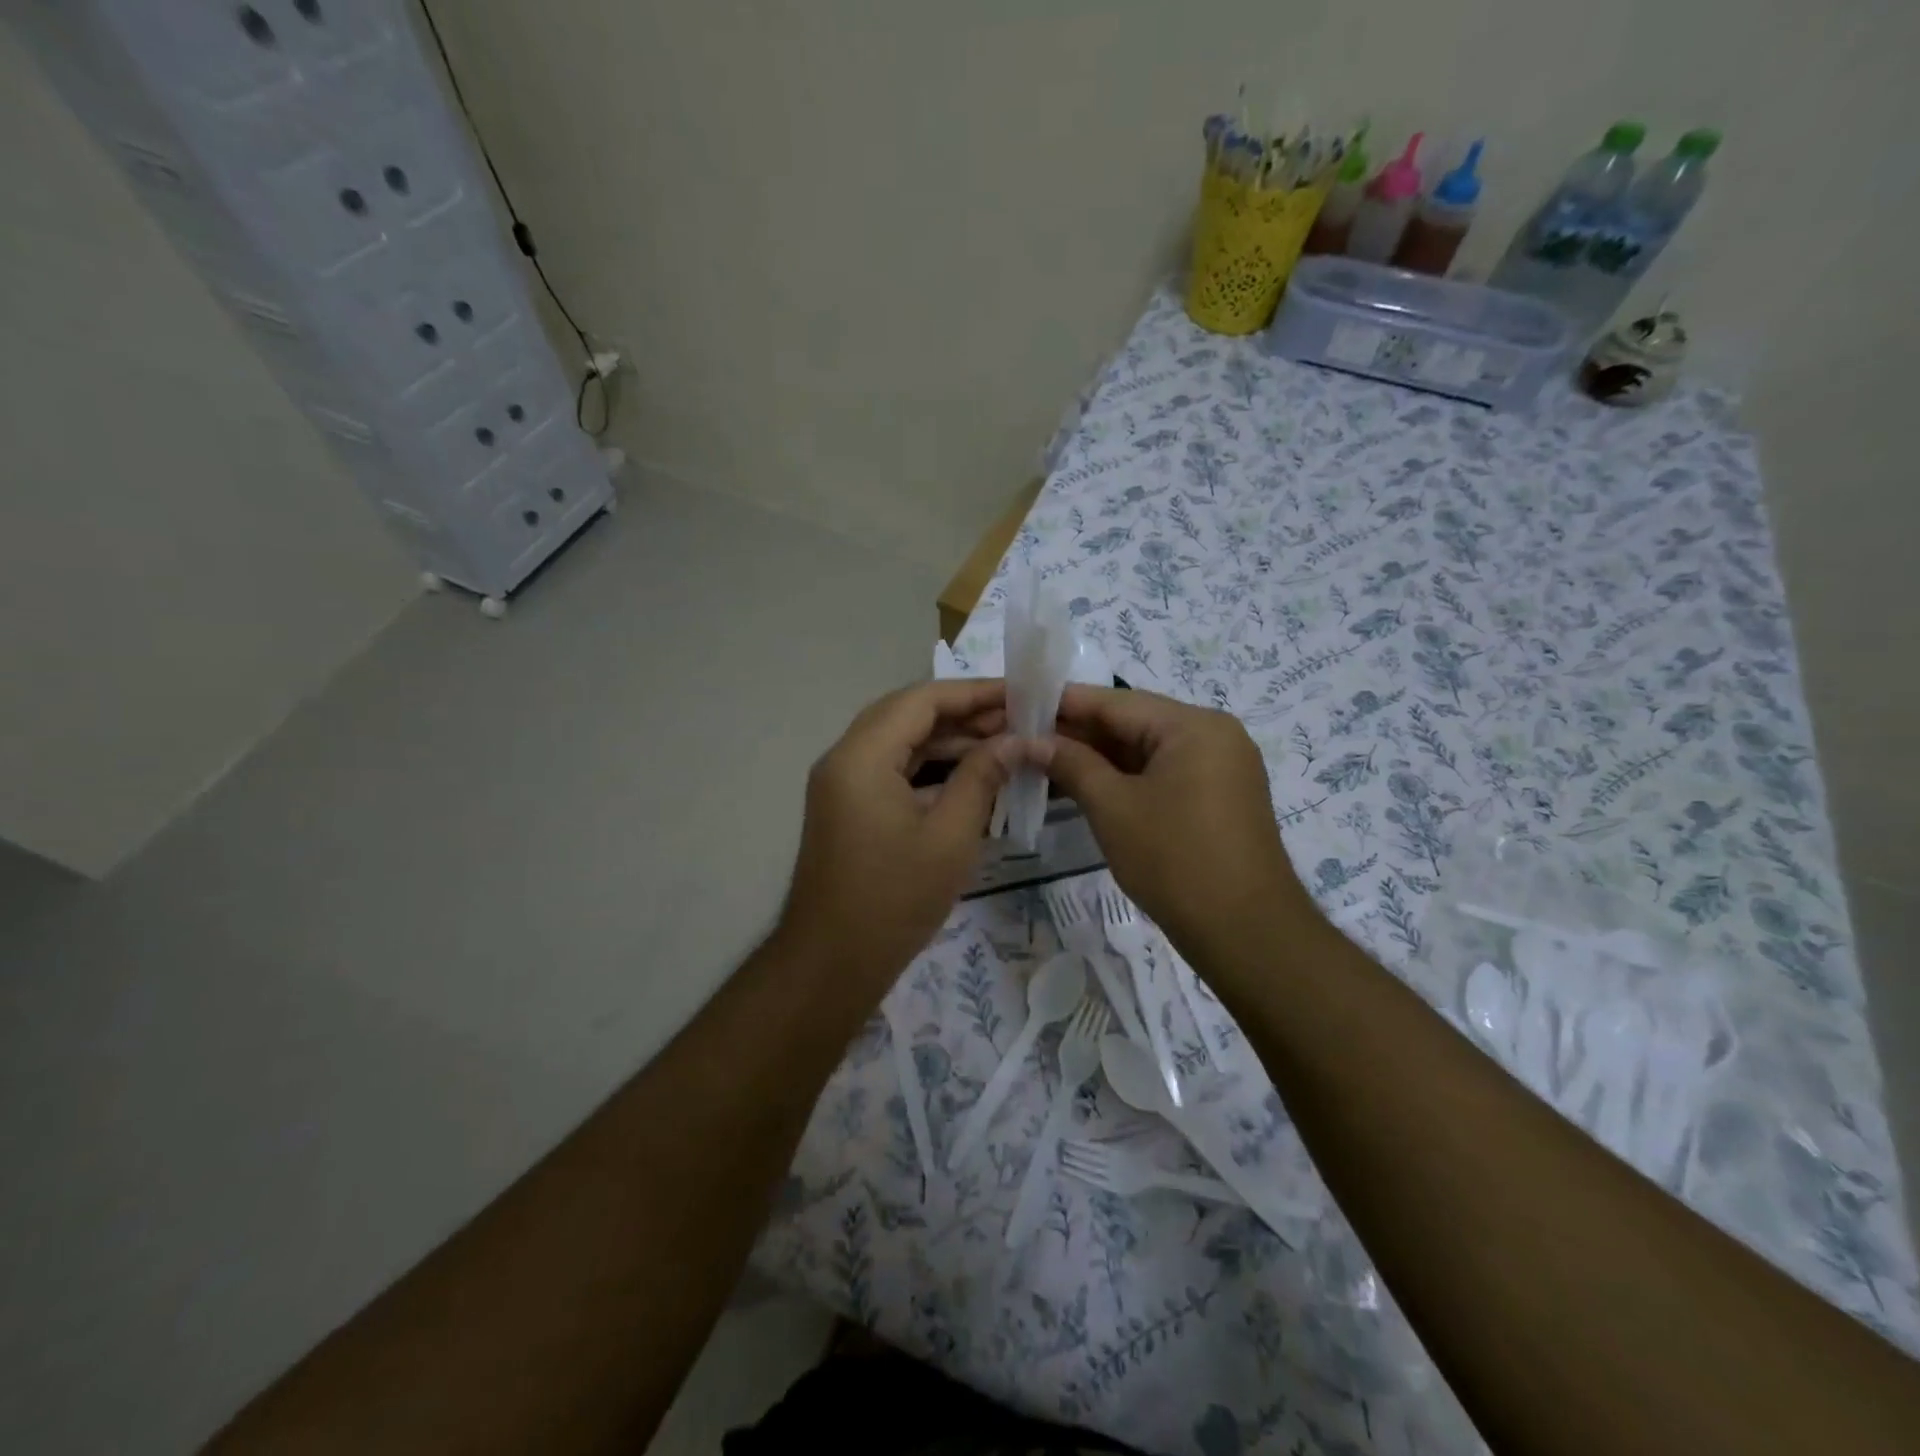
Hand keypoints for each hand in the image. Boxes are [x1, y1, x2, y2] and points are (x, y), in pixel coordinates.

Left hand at [776, 679, 1019, 984]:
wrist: (832, 963)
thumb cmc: (894, 899)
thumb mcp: (950, 836)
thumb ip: (982, 778)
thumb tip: (1016, 741)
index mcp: (861, 756)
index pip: (922, 700)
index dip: (973, 693)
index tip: (1020, 694)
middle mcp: (844, 758)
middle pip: (908, 715)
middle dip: (963, 714)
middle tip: (1017, 719)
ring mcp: (843, 784)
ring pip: (901, 742)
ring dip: (948, 741)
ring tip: (1004, 744)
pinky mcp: (849, 807)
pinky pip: (892, 770)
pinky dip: (931, 768)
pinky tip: (972, 775)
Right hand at [1035, 685, 1320, 961]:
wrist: (1246, 932)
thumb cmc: (1174, 860)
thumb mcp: (1113, 807)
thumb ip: (1071, 764)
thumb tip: (1031, 741)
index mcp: (1194, 725)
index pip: (1116, 702)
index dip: (1064, 703)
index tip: (1020, 703)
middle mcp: (1213, 735)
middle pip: (1133, 723)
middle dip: (1079, 732)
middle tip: (1025, 737)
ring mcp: (1220, 767)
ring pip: (1146, 751)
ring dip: (1099, 757)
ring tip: (1044, 761)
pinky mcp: (1218, 796)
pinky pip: (1163, 773)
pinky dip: (1125, 778)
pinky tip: (1085, 784)